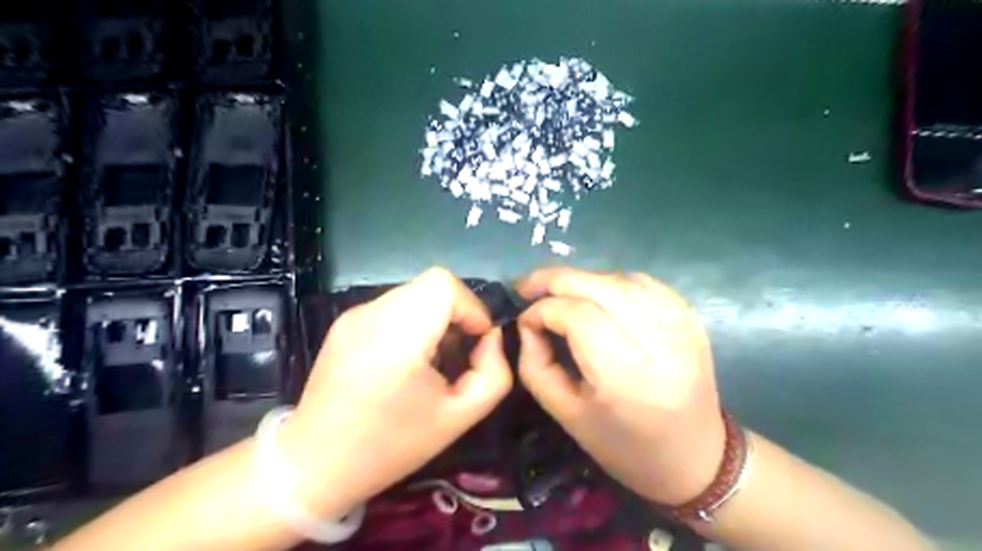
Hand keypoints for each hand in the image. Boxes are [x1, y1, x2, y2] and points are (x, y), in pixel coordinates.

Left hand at [280, 266, 515, 516]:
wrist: (314, 464)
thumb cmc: (390, 446)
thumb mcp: (460, 418)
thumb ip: (493, 373)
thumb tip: (490, 338)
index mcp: (398, 336)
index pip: (444, 284)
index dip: (471, 307)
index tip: (476, 341)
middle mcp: (372, 314)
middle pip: (432, 284)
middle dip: (457, 313)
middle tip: (458, 352)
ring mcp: (354, 314)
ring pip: (414, 294)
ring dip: (435, 317)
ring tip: (431, 358)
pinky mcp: (345, 321)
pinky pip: (394, 306)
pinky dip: (412, 322)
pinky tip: (404, 360)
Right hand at [517, 266, 722, 508]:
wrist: (694, 458)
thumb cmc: (623, 446)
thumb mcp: (566, 415)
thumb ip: (536, 365)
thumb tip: (528, 323)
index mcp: (625, 378)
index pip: (577, 316)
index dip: (543, 310)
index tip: (524, 319)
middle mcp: (658, 344)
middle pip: (600, 287)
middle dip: (556, 279)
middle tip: (528, 285)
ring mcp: (681, 327)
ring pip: (621, 280)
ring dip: (583, 280)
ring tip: (560, 292)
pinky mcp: (692, 320)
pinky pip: (645, 284)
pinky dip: (613, 282)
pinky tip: (598, 294)